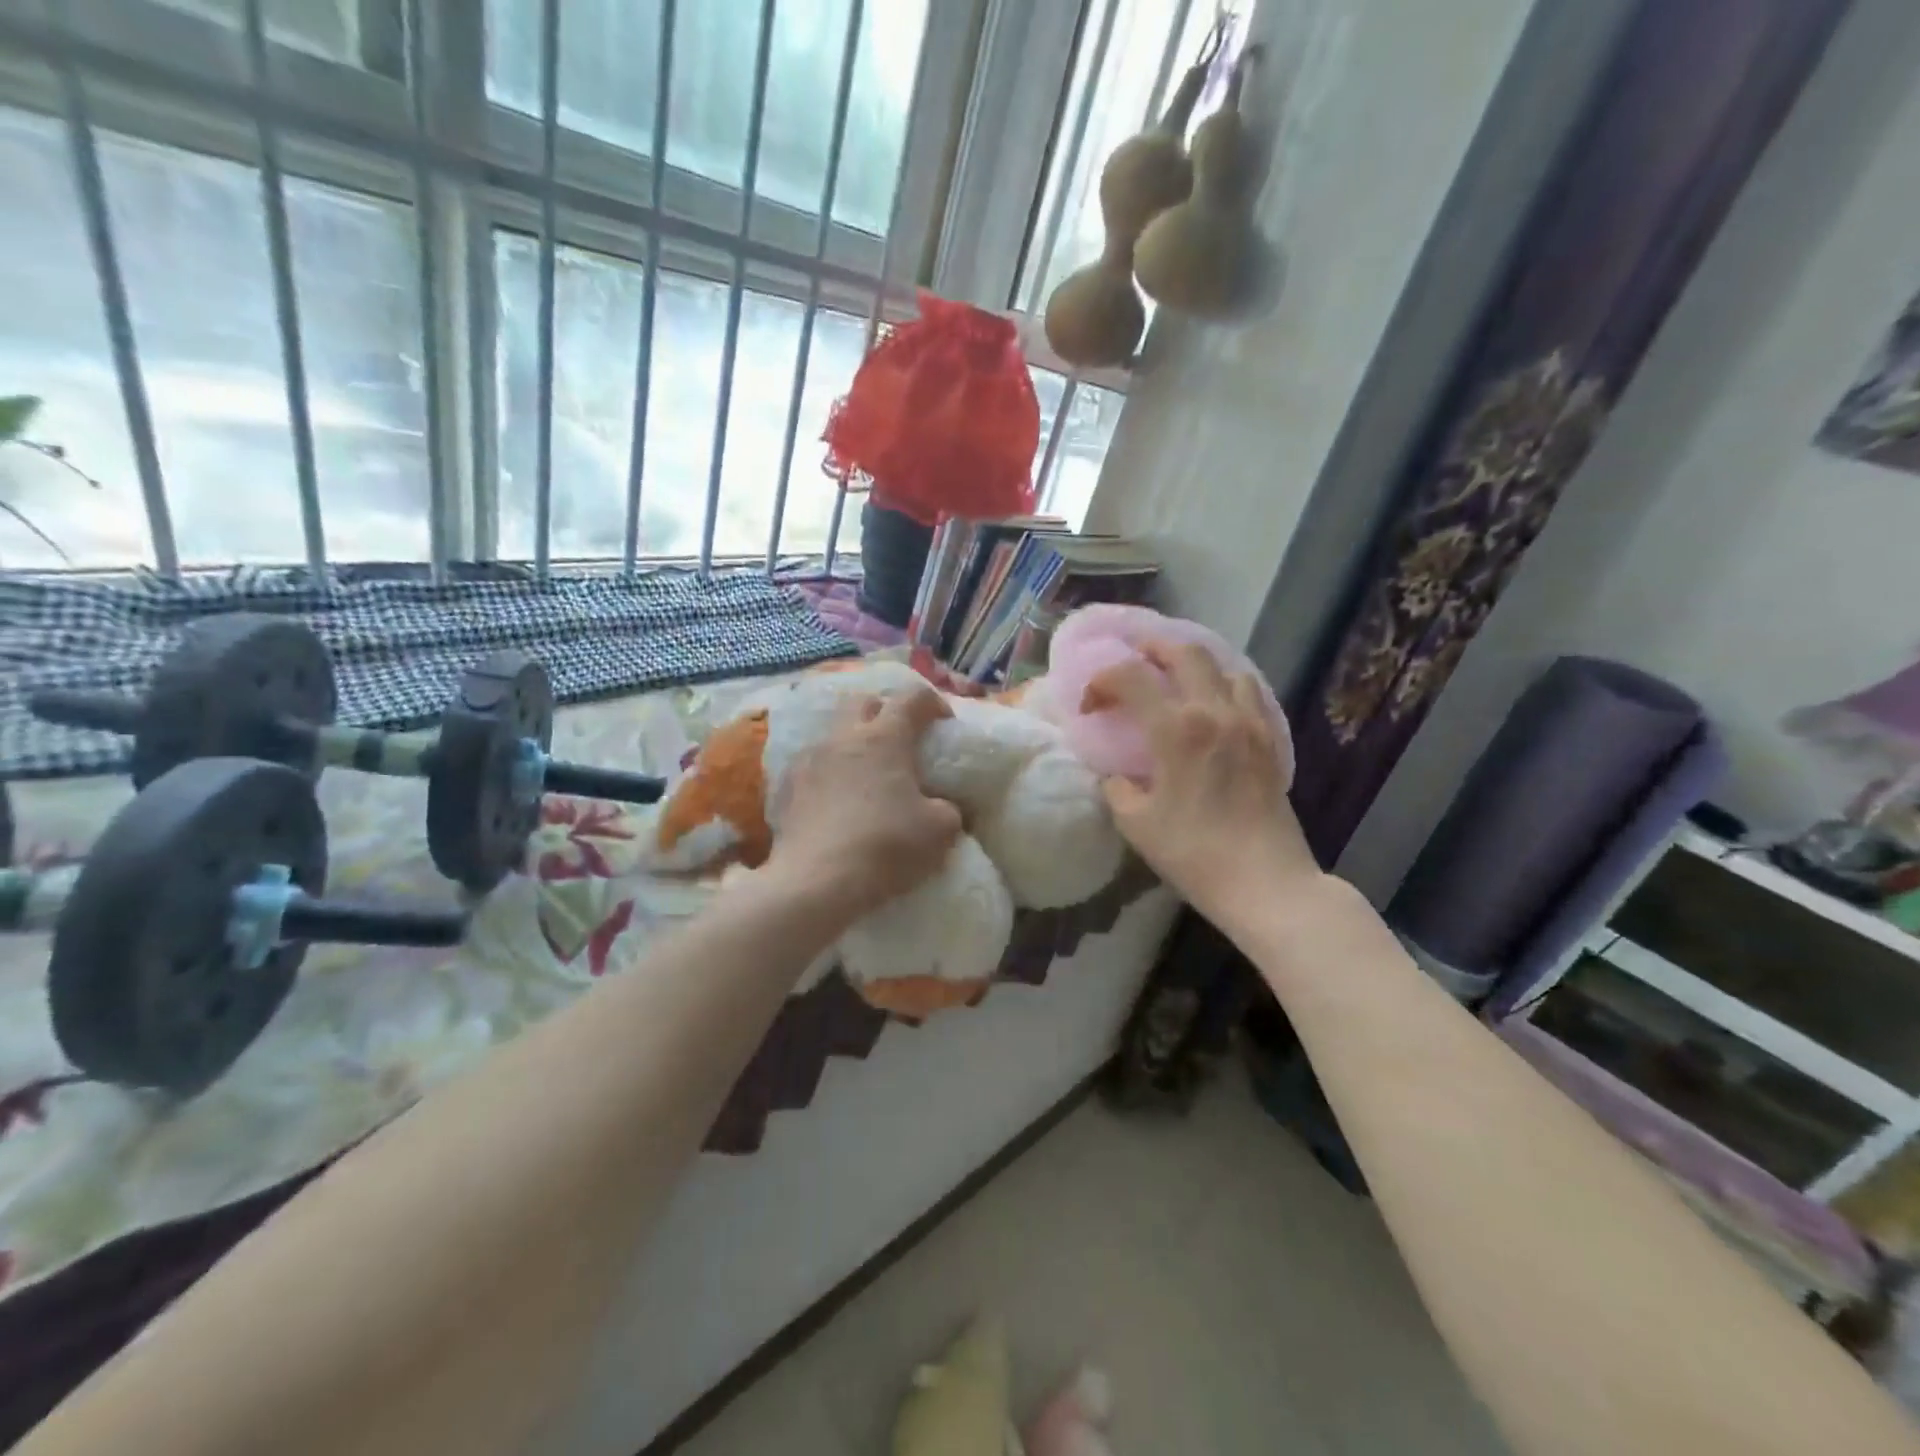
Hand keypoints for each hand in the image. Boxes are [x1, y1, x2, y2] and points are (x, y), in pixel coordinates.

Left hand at [770, 685, 963, 920]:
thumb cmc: (886, 846)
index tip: (943, 722)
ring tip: (867, 771)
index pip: (911, 698)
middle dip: (885, 710)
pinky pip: (812, 765)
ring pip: (834, 732)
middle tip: (901, 739)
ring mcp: (810, 760)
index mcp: (885, 738)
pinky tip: (837, 799)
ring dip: (854, 742)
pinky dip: (829, 772)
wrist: (816, 881)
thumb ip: (948, 809)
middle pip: (864, 702)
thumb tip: (942, 805)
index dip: (932, 703)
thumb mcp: (940, 831)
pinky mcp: (787, 787)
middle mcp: (844, 737)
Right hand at [1083, 642, 1319, 925]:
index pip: (1130, 676)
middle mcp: (1214, 712)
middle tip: (1132, 661)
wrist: (1265, 883)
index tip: (1090, 707)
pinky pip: (1249, 691)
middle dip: (1151, 649)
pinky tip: (1214, 704)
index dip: (1101, 682)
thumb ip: (1117, 788)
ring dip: (1192, 663)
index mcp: (1175, 729)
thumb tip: (1116, 775)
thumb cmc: (1194, 853)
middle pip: (1184, 652)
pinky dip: (1225, 683)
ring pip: (1223, 666)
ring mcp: (1249, 722)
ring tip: (1174, 679)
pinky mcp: (1270, 739)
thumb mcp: (1136, 823)